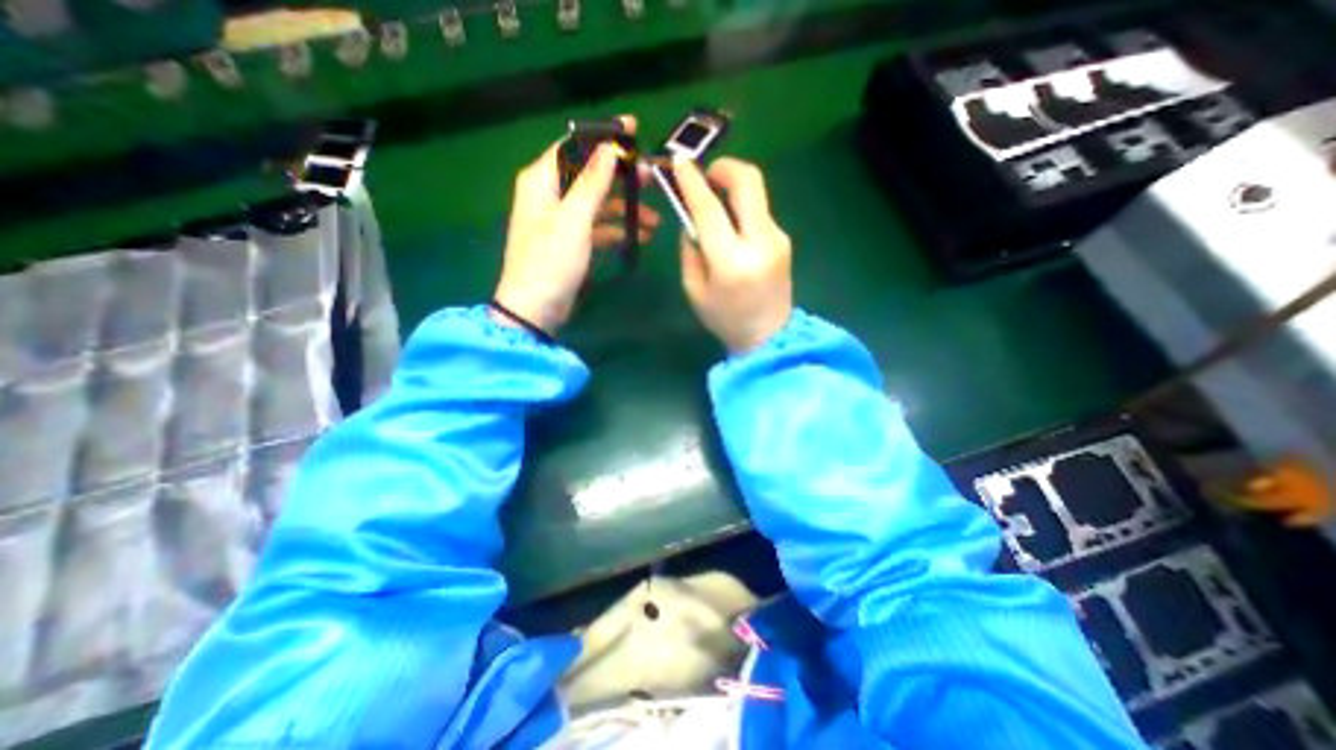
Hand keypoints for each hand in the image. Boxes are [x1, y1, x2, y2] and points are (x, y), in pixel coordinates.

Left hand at [493, 114, 658, 332]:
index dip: (604, 137)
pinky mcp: (571, 243)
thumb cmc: (551, 260)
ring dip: (624, 209)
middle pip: (589, 175)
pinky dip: (617, 230)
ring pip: (597, 204)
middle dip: (621, 177)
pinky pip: (597, 228)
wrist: (535, 309)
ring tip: (654, 220)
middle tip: (651, 179)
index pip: (574, 146)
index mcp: (542, 180)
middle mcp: (550, 195)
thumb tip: (610, 147)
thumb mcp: (573, 219)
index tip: (635, 131)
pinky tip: (638, 237)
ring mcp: (561, 221)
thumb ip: (592, 182)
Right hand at [675, 155, 785, 352]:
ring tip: (714, 204)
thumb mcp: (695, 290)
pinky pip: (759, 211)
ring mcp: (778, 238)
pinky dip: (742, 208)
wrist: (770, 336)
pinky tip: (731, 225)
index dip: (692, 182)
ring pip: (756, 193)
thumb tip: (691, 220)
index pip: (710, 209)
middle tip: (706, 173)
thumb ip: (690, 251)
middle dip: (725, 167)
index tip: (679, 162)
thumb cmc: (726, 319)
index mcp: (731, 261)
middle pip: (749, 181)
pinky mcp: (784, 239)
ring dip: (732, 188)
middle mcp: (760, 242)